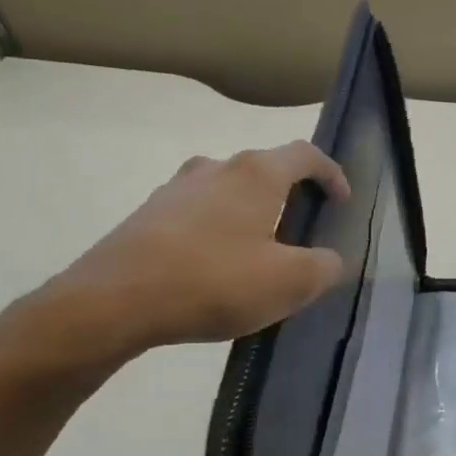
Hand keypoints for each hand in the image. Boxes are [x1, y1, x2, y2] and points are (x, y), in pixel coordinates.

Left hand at [26, 141, 349, 368]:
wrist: (114, 301)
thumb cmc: (214, 282)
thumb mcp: (289, 283)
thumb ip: (323, 266)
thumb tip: (328, 259)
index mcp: (255, 175)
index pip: (304, 154)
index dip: (331, 173)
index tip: (341, 201)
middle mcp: (214, 169)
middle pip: (264, 170)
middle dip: (290, 197)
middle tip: (303, 233)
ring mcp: (175, 190)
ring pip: (228, 193)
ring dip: (252, 215)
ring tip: (261, 255)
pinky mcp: (149, 217)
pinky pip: (199, 215)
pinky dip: (220, 232)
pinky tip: (218, 271)